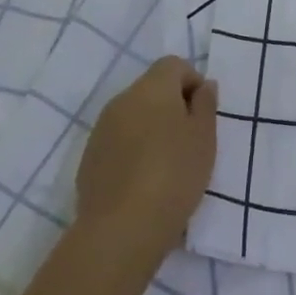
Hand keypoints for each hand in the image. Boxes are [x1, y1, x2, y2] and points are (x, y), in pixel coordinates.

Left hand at [75, 57, 217, 271]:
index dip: (193, 82)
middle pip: (152, 89)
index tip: (203, 114)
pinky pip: (118, 141)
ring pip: (134, 115)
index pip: (174, 65)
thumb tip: (203, 86)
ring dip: (151, 129)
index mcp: (152, 88)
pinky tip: (144, 181)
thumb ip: (206, 105)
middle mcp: (122, 100)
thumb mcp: (205, 138)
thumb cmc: (174, 175)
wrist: (121, 229)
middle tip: (190, 141)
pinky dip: (133, 150)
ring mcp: (101, 129)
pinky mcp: (89, 158)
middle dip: (172, 106)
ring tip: (167, 164)